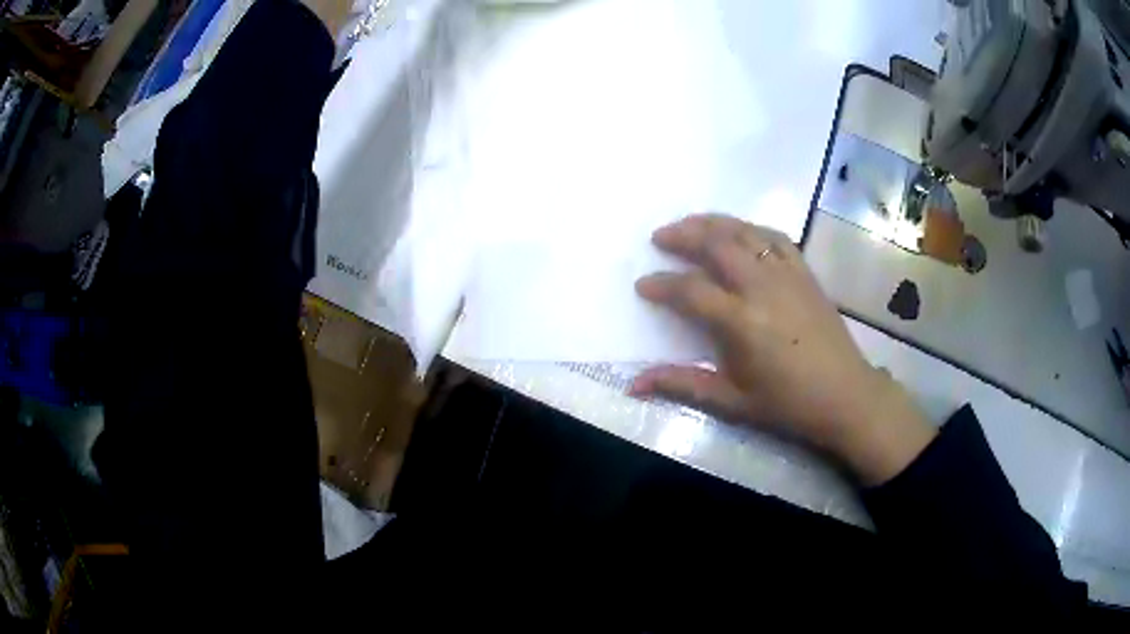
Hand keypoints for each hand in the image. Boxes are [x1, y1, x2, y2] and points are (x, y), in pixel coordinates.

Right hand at [632, 214, 935, 484]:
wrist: (845, 395)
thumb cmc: (787, 404)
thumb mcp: (732, 401)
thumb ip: (682, 385)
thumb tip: (634, 385)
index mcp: (741, 321)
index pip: (691, 290)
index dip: (662, 285)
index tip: (643, 285)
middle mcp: (762, 287)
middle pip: (716, 244)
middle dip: (683, 235)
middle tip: (660, 237)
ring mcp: (787, 274)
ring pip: (744, 232)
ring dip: (713, 223)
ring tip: (691, 224)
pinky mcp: (805, 272)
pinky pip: (775, 237)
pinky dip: (751, 228)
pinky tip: (740, 232)